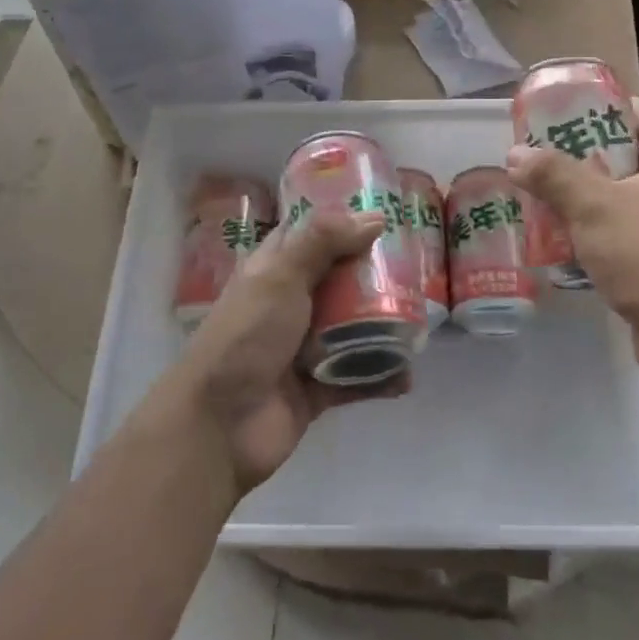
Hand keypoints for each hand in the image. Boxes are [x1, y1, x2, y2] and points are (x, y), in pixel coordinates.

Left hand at [177, 210, 402, 493]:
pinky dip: (379, 378)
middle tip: (416, 268)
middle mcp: (287, 304)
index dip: (341, 224)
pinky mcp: (315, 389)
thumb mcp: (280, 276)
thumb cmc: (246, 336)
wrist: (218, 424)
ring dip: (381, 327)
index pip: (308, 236)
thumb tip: (373, 216)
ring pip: (350, 329)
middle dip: (373, 276)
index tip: (384, 215)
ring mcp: (301, 348)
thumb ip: (324, 241)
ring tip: (420, 321)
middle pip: (338, 281)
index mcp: (272, 270)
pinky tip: (407, 377)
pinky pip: (354, 378)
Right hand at [508, 99, 638, 380]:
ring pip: (631, 203)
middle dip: (592, 159)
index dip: (610, 112)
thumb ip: (553, 175)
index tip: (572, 111)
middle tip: (549, 155)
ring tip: (551, 196)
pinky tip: (572, 242)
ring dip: (595, 200)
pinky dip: (604, 234)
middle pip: (635, 162)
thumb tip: (515, 153)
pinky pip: (633, 237)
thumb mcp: (592, 206)